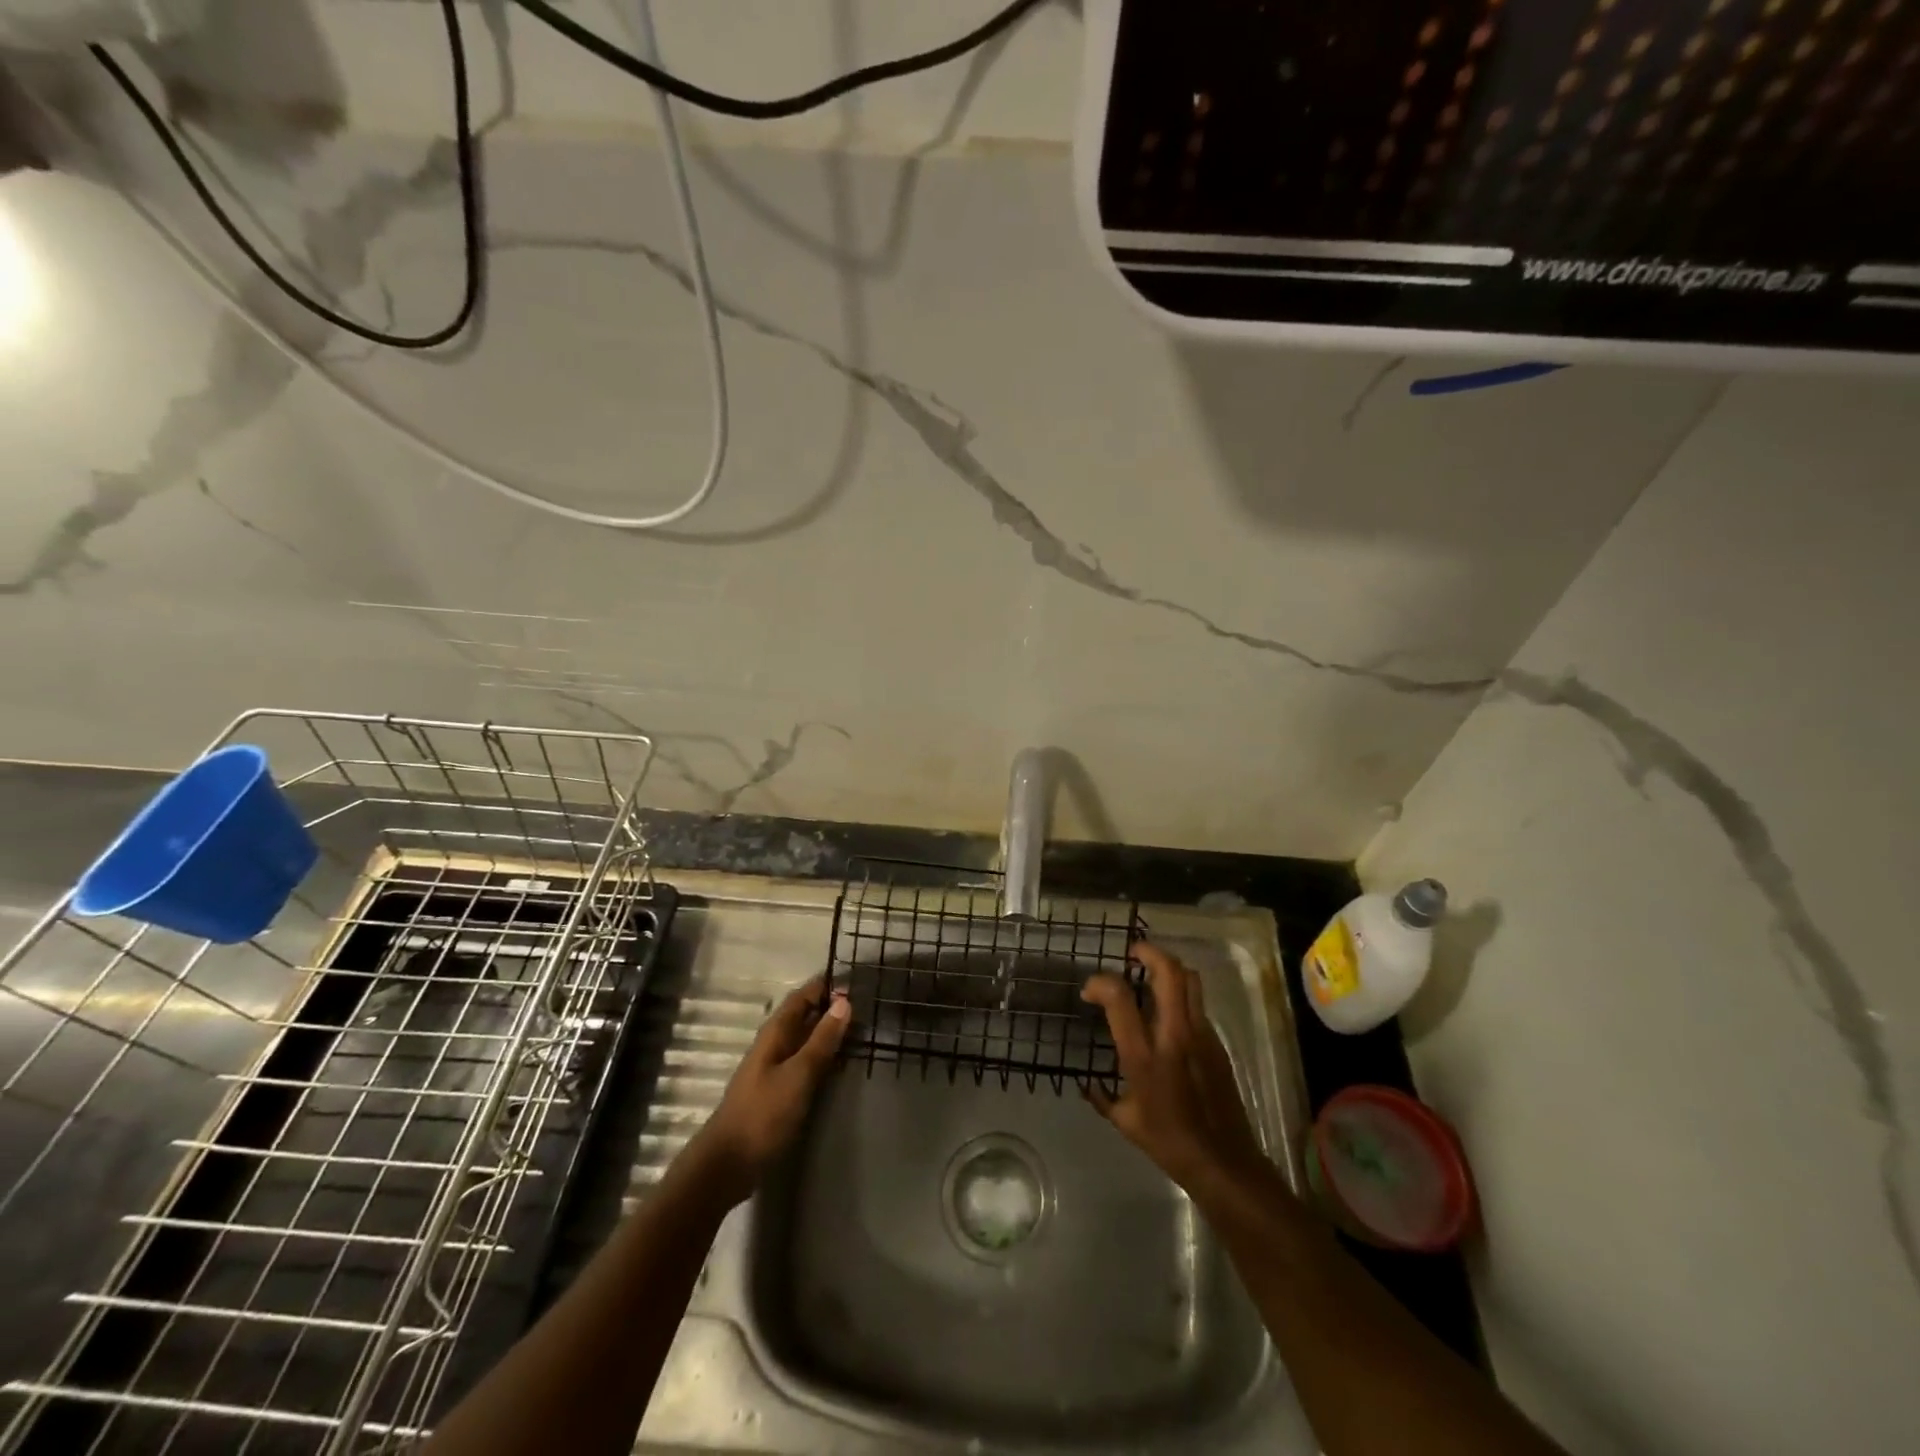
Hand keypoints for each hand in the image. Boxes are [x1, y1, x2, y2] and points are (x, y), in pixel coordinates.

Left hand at [685, 977, 849, 1205]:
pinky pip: (803, 1062)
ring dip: (828, 1034)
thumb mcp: (799, 1074)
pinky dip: (822, 1057)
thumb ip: (822, 1040)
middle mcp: (773, 1044)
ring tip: (860, 1033)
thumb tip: (844, 1001)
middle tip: (867, 1009)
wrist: (728, 1163)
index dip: (826, 986)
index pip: (802, 996)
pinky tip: (839, 1065)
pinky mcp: (777, 1090)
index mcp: (775, 1032)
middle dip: (831, 1009)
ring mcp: (774, 1067)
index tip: (857, 983)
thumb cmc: (763, 1114)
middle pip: (804, 1015)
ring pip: (805, 1039)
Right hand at [1081, 942, 1268, 1191]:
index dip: (1100, 983)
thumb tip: (1089, 1084)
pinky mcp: (1217, 1042)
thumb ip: (1103, 1096)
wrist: (1223, 1162)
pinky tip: (1169, 1012)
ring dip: (1168, 966)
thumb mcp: (1125, 1121)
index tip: (1090, 991)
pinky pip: (1198, 1003)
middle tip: (1132, 954)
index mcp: (1144, 1054)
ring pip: (1189, 979)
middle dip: (1148, 952)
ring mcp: (1200, 1035)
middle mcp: (1173, 1035)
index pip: (1119, 997)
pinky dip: (1181, 994)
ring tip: (1151, 972)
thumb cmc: (1169, 1142)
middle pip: (1167, 971)